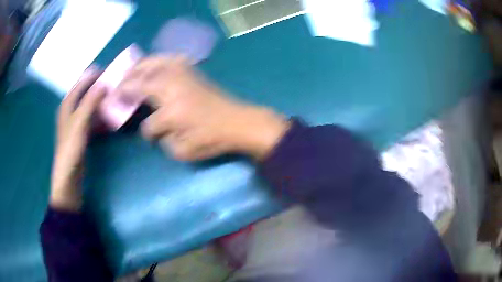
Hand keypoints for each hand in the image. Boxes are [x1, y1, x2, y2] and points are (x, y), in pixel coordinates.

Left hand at [51, 67, 104, 210]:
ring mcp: (76, 122)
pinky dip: (100, 115)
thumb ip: (90, 102)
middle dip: (99, 87)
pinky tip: (109, 117)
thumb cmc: (70, 148)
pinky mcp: (81, 133)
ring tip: (115, 97)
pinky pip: (92, 118)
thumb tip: (104, 83)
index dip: (94, 75)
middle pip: (86, 92)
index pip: (81, 82)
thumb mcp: (79, 123)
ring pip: (90, 105)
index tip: (110, 69)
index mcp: (67, 104)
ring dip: (101, 101)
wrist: (68, 176)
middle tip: (115, 83)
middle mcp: (71, 110)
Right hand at [118, 57, 289, 160]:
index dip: (148, 132)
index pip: (149, 124)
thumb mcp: (185, 152)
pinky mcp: (192, 70)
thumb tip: (154, 127)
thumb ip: (164, 140)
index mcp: (172, 112)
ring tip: (129, 73)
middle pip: (142, 81)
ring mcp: (183, 75)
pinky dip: (158, 60)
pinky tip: (153, 64)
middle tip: (116, 89)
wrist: (239, 121)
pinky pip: (170, 59)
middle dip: (126, 85)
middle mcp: (173, 88)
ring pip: (154, 64)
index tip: (149, 133)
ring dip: (138, 68)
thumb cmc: (213, 139)